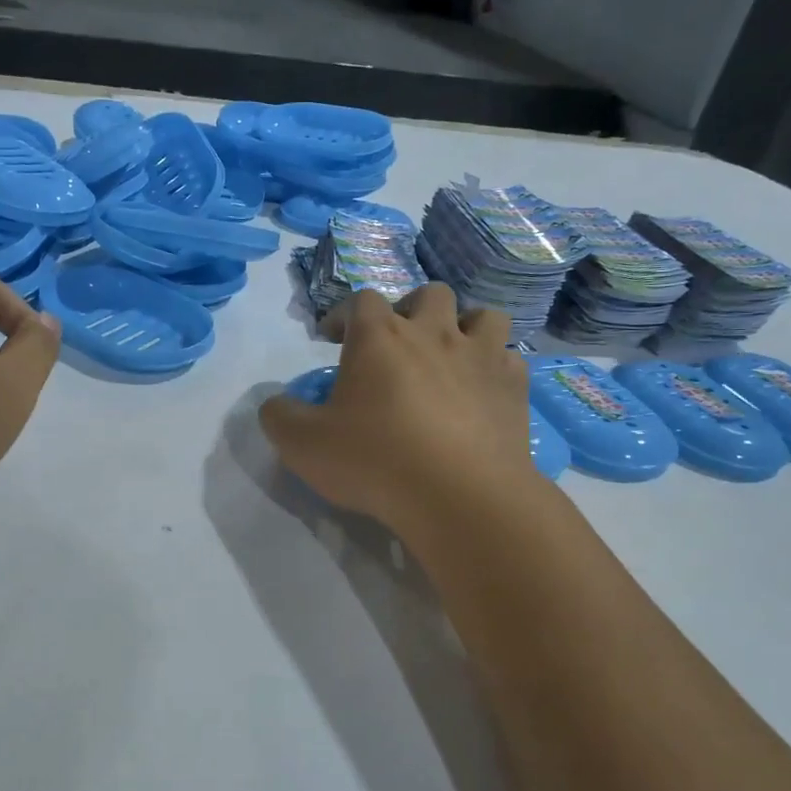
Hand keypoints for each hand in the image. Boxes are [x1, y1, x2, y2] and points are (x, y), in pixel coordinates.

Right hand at [258, 284, 538, 539]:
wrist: (459, 495)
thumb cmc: (375, 461)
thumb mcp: (303, 445)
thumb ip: (279, 417)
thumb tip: (276, 404)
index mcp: (380, 337)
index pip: (360, 300)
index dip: (344, 314)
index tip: (333, 338)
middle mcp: (434, 332)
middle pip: (429, 294)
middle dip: (410, 310)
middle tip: (398, 343)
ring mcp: (481, 357)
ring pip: (483, 316)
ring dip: (465, 328)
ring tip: (452, 356)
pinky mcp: (514, 388)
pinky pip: (510, 359)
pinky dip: (496, 368)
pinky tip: (483, 392)